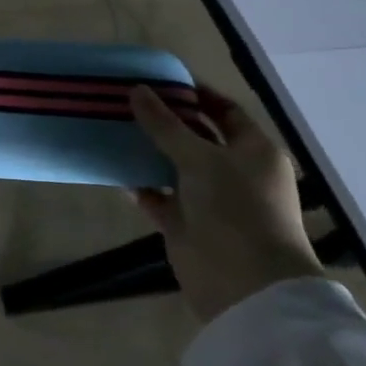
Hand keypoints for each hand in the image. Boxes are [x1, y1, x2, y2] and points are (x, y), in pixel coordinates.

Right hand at [131, 85, 324, 324]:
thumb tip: (137, 90)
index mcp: (253, 151)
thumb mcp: (200, 158)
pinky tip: (113, 169)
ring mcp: (209, 199)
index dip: (196, 94)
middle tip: (125, 100)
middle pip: (195, 137)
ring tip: (112, 128)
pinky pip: (157, 196)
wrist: (244, 284)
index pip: (225, 111)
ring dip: (147, 152)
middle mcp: (234, 171)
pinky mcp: (185, 223)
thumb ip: (165, 124)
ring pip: (173, 166)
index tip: (159, 81)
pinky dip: (138, 185)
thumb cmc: (235, 209)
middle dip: (164, 121)